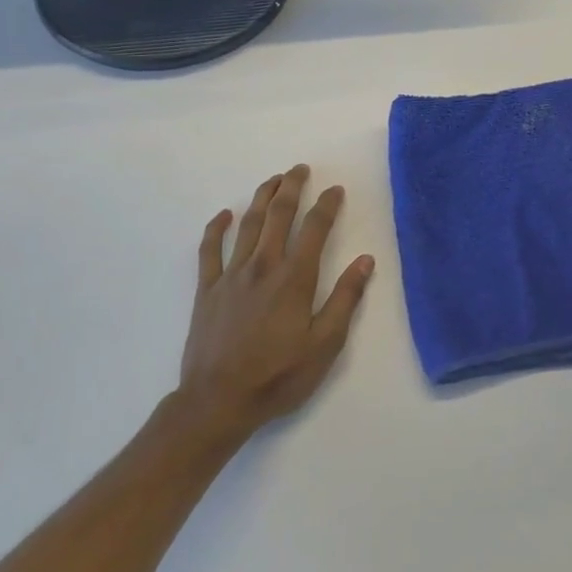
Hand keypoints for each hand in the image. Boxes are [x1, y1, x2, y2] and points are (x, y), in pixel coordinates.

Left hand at [174, 165, 374, 445]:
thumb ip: (345, 299)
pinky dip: (216, 229)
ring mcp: (231, 276)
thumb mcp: (325, 344)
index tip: (335, 190)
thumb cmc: (278, 376)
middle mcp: (263, 266)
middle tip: (300, 169)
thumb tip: (365, 260)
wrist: (218, 401)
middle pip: (278, 215)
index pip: (315, 229)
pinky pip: (209, 250)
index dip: (327, 205)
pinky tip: (224, 215)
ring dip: (261, 198)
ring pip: (248, 225)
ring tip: (272, 180)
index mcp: (294, 278)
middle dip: (291, 188)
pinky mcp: (207, 290)